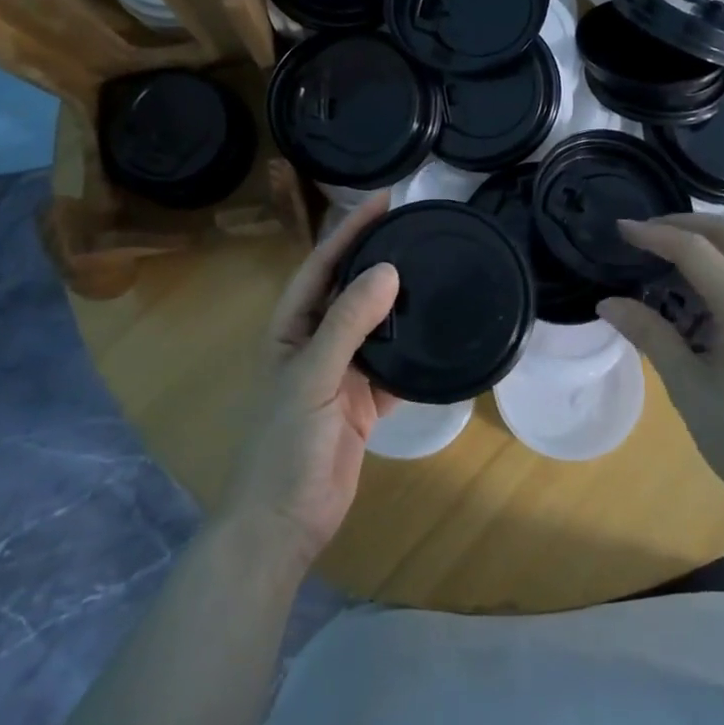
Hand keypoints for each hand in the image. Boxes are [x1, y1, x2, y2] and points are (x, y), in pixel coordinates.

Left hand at [220, 192, 400, 567]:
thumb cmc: (284, 444)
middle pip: (350, 290)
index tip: (384, 202)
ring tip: (435, 271)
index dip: (349, 232)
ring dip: (400, 304)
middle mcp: (316, 343)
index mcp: (291, 328)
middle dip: (378, 259)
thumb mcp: (312, 376)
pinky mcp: (364, 402)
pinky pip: (393, 367)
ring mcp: (341, 373)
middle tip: (417, 229)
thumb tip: (388, 271)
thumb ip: (348, 323)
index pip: (322, 266)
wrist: (284, 522)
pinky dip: (413, 353)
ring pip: (375, 327)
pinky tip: (439, 335)